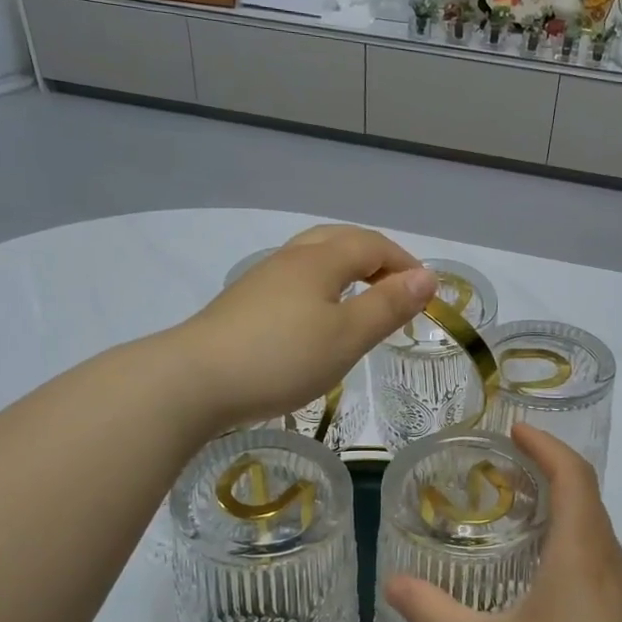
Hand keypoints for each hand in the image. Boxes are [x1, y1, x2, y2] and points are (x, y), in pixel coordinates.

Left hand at [179, 226, 435, 429]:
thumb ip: (388, 305)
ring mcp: (262, 280)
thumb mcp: (347, 336)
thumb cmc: (282, 357)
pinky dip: (322, 289)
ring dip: (346, 271)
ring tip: (362, 303)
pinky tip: (317, 320)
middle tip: (396, 289)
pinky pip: (295, 281)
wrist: (194, 380)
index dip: (405, 263)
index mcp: (320, 259)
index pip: (373, 245)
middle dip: (376, 258)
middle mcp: (290, 259)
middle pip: (340, 240)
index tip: (427, 294)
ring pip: (313, 259)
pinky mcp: (243, 304)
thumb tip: (427, 277)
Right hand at [384, 425, 621, 621]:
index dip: (546, 445)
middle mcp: (609, 563)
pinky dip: (572, 543)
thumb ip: (435, 615)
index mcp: (580, 554)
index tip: (513, 431)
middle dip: (550, 470)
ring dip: (563, 508)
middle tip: (504, 470)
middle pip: (587, 496)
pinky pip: (600, 561)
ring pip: (596, 530)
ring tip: (518, 516)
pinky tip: (543, 578)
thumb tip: (394, 585)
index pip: (573, 475)